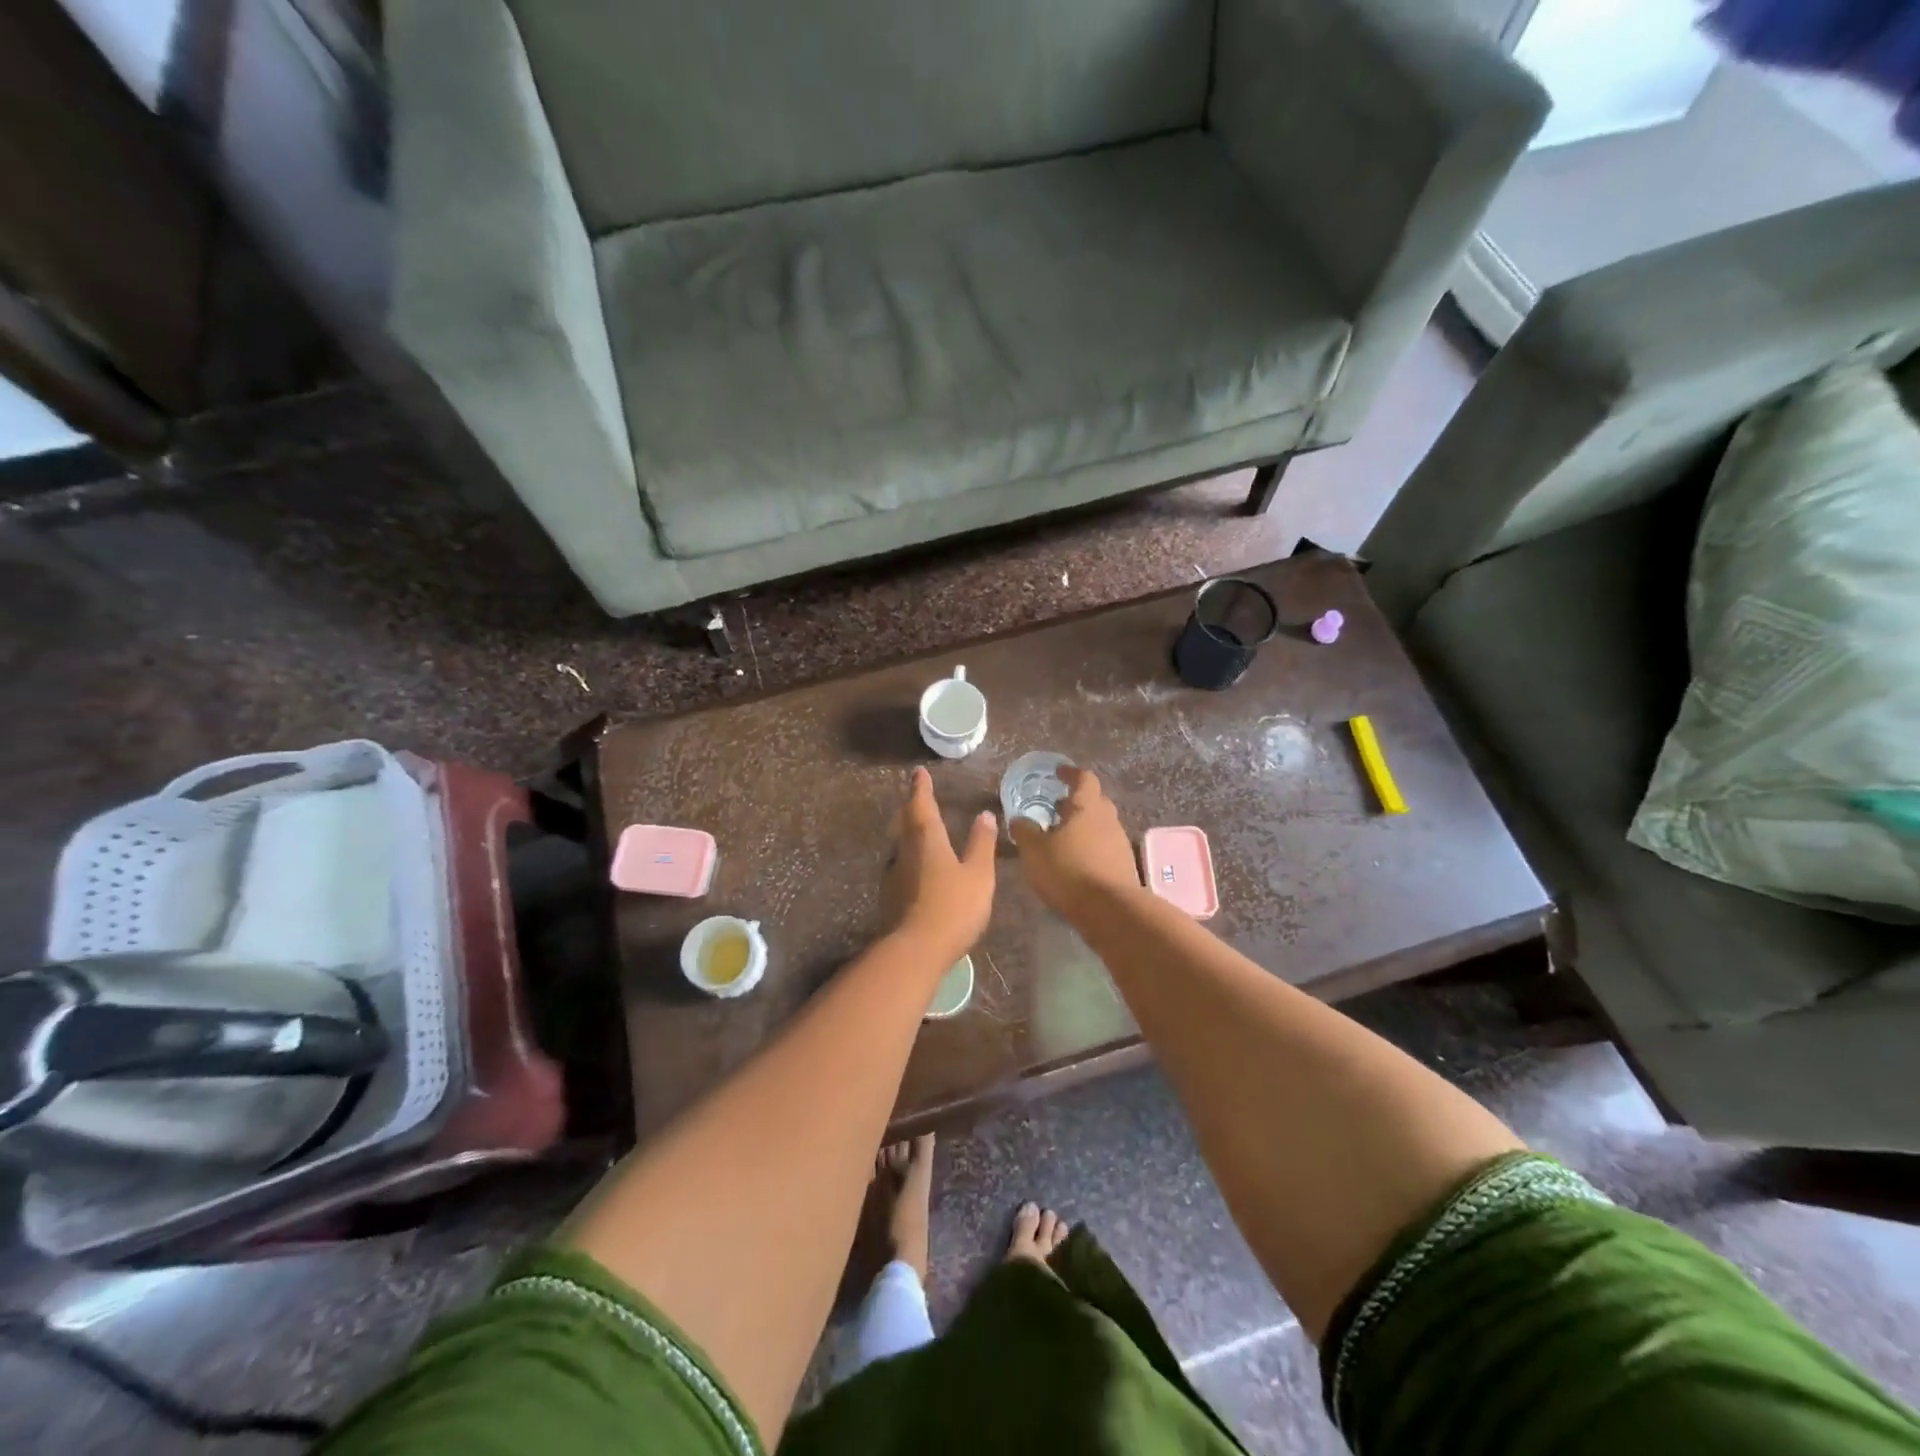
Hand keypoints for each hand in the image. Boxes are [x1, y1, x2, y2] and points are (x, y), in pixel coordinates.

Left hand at [883, 768, 997, 957]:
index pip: (922, 805)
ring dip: (907, 832)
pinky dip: (908, 857)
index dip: (921, 788)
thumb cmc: (953, 907)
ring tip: (918, 828)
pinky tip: (916, 867)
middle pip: (905, 822)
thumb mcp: (978, 874)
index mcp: (927, 839)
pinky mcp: (890, 896)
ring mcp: (894, 874)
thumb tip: (985, 814)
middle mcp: (905, 851)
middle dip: (911, 807)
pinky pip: (900, 866)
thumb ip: (981, 844)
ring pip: (900, 844)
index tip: (919, 773)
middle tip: (917, 797)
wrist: (915, 950)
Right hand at [1009, 766, 1141, 917]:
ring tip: (1062, 836)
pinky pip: (1105, 846)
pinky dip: (1090, 846)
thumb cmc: (1069, 871)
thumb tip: (1018, 819)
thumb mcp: (1034, 851)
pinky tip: (1075, 860)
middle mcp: (1108, 819)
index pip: (1084, 778)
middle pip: (1095, 801)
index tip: (1058, 773)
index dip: (1070, 773)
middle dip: (1076, 801)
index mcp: (1087, 807)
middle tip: (1056, 807)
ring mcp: (1119, 842)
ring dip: (1083, 826)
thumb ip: (1024, 831)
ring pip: (1100, 825)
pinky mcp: (1124, 865)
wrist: (1110, 910)